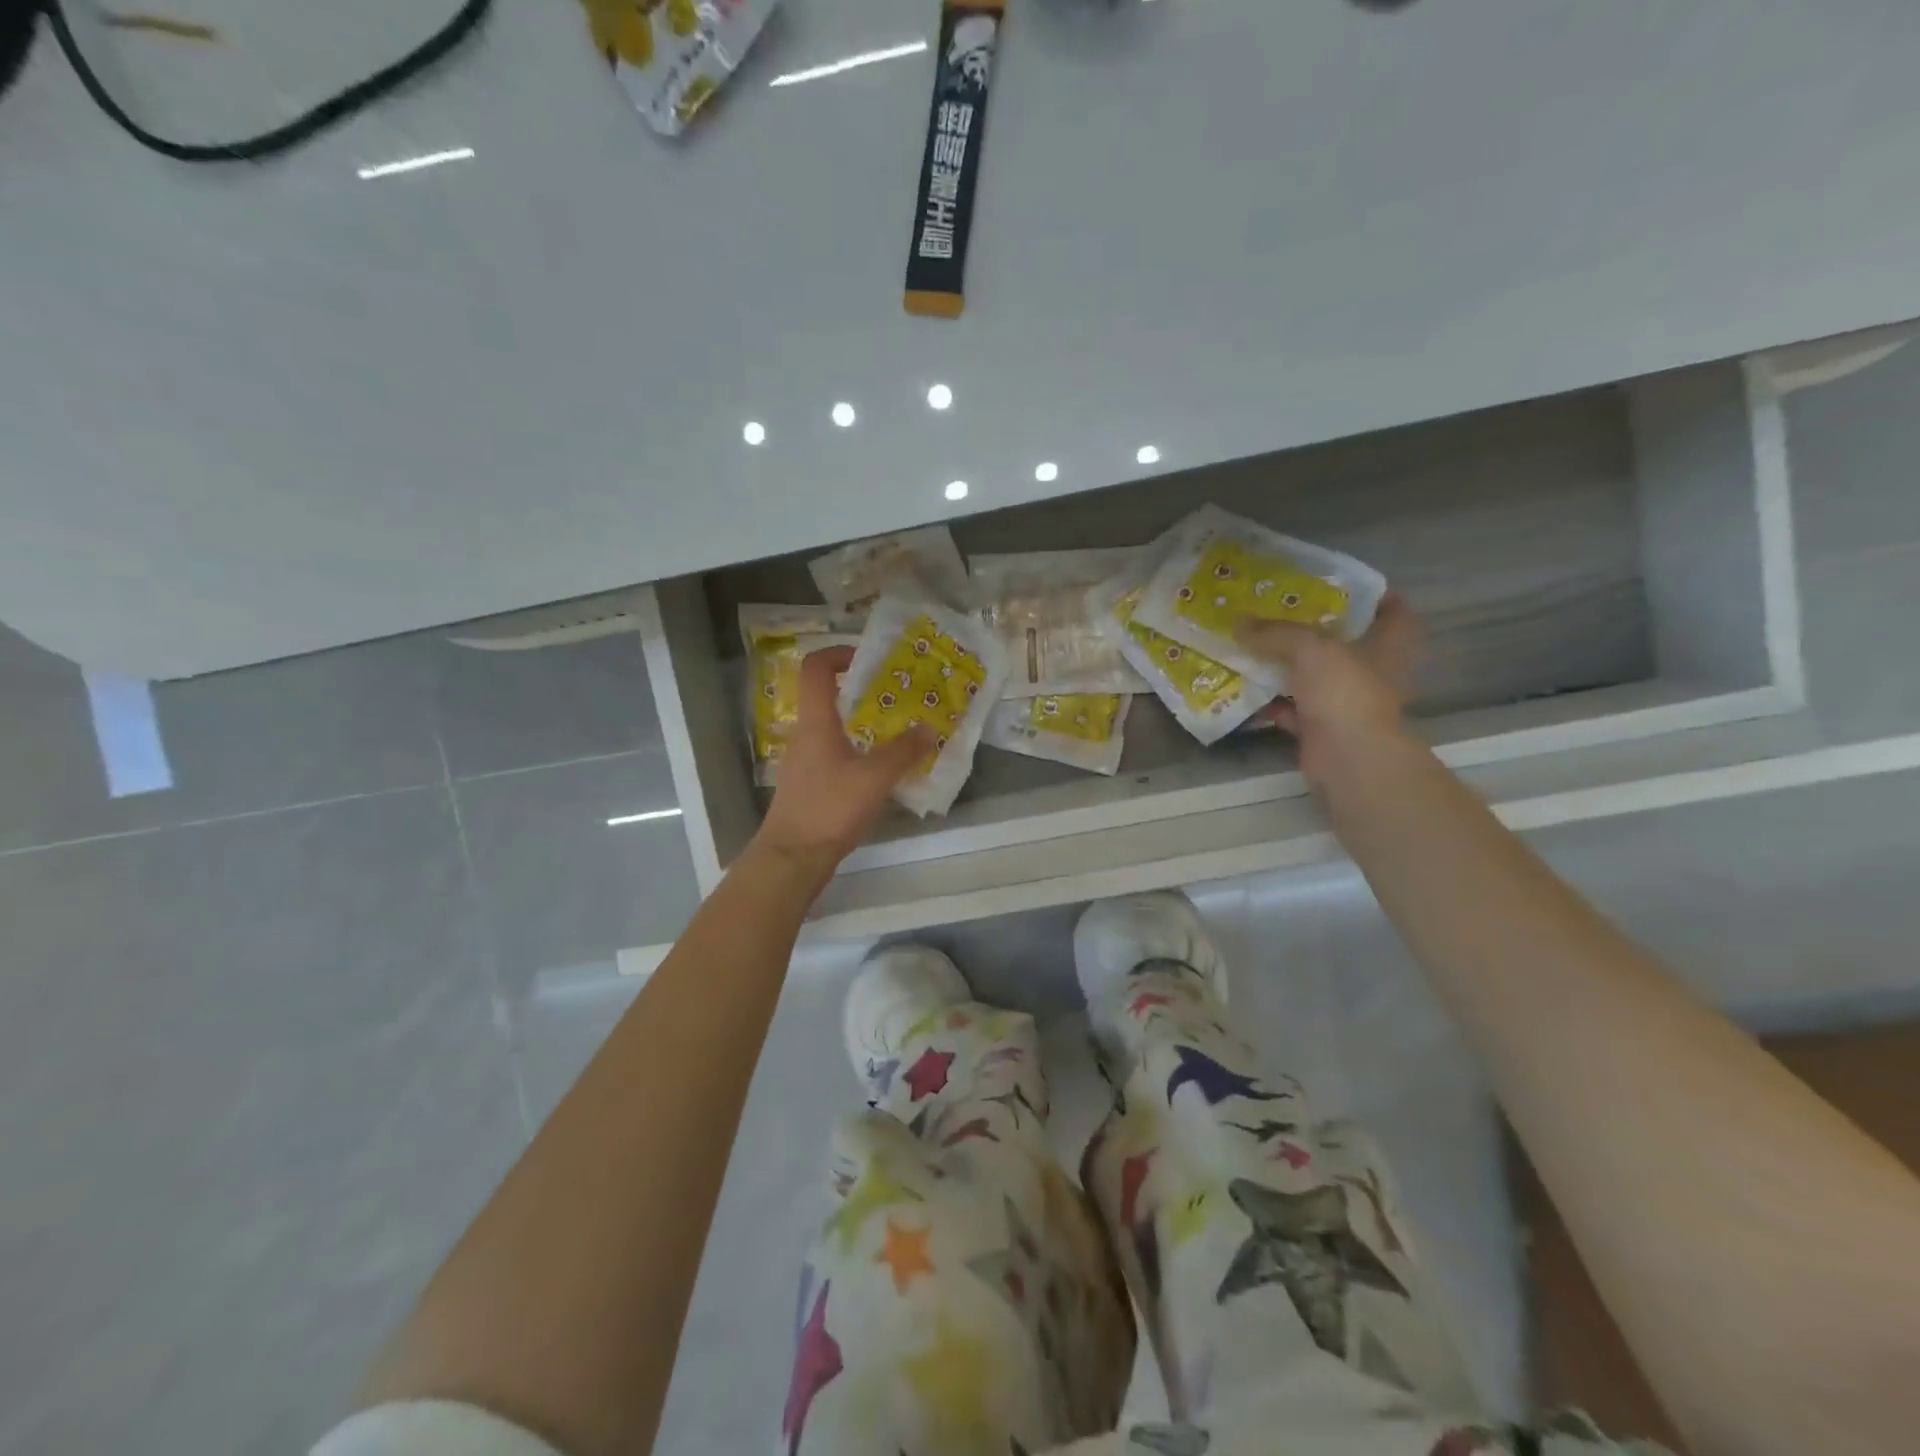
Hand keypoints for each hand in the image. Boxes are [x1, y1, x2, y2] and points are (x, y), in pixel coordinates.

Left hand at [754, 646, 934, 880]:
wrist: (792, 858)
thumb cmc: (830, 809)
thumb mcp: (875, 778)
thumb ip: (904, 751)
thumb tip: (929, 728)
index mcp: (816, 723)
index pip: (816, 669)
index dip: (839, 653)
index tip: (869, 659)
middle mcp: (805, 736)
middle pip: (828, 698)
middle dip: (862, 693)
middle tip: (897, 699)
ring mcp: (803, 762)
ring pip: (833, 730)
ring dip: (862, 726)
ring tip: (896, 735)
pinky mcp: (808, 786)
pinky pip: (834, 756)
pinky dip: (857, 753)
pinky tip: (880, 773)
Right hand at [1233, 592, 1420, 787]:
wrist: (1347, 757)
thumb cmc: (1345, 692)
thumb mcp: (1310, 649)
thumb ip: (1276, 633)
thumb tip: (1240, 623)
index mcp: (1387, 647)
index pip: (1395, 614)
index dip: (1377, 598)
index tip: (1347, 586)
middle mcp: (1371, 674)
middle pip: (1347, 646)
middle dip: (1318, 632)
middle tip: (1285, 613)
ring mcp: (1346, 704)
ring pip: (1315, 678)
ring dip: (1288, 667)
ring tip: (1256, 646)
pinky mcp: (1322, 729)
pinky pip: (1292, 710)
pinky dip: (1271, 702)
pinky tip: (1245, 689)